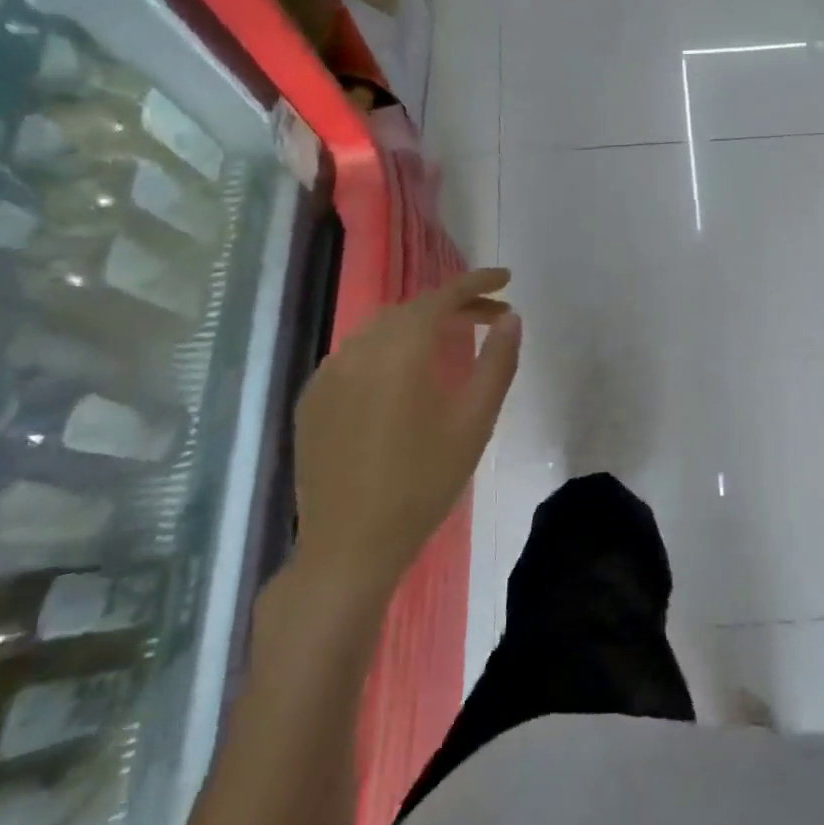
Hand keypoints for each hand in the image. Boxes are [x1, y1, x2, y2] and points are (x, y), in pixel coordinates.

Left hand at [290, 267, 520, 597]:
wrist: (350, 546)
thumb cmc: (423, 483)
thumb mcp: (474, 422)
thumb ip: (497, 362)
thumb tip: (510, 318)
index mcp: (399, 351)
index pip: (442, 297)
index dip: (477, 282)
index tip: (507, 278)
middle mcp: (357, 350)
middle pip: (412, 311)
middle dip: (454, 306)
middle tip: (491, 317)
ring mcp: (328, 374)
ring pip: (381, 331)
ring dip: (420, 327)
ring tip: (452, 342)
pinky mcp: (313, 400)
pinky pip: (356, 357)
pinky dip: (388, 352)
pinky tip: (404, 377)